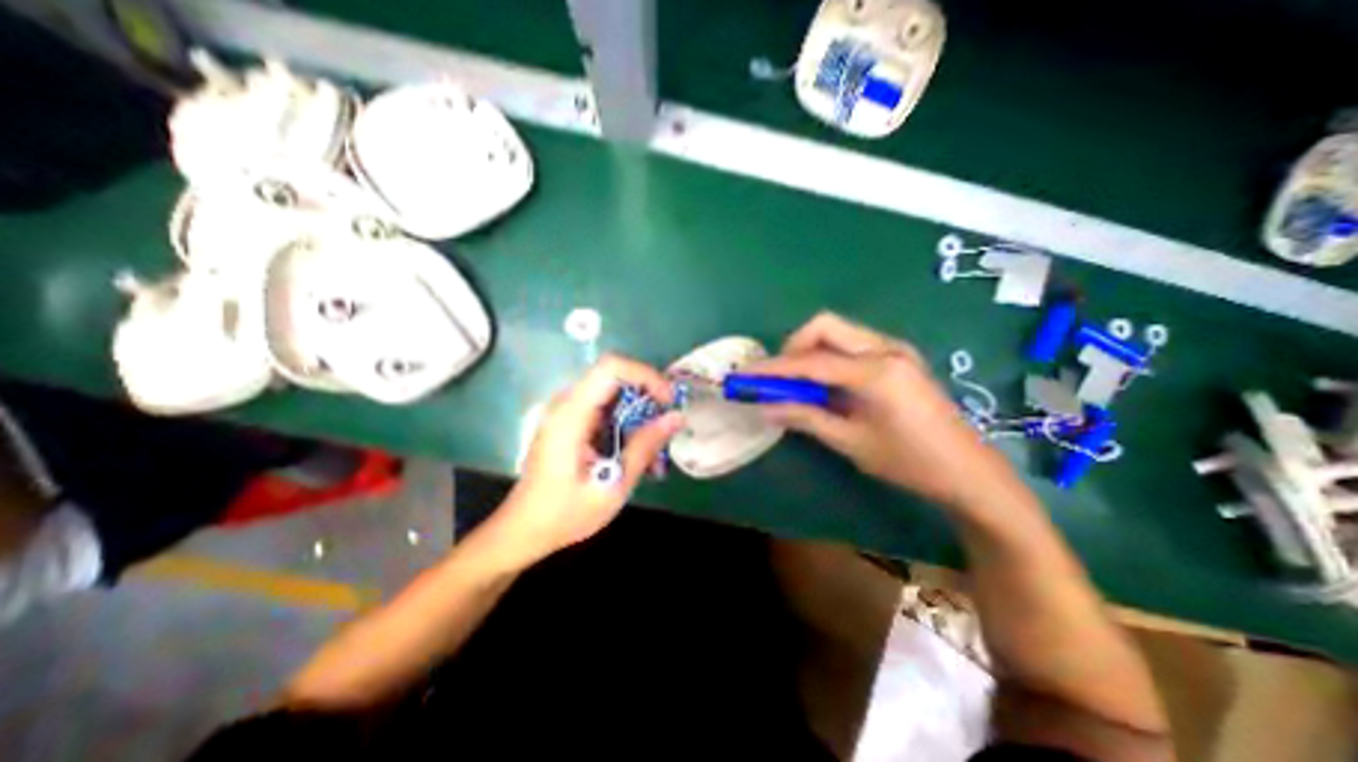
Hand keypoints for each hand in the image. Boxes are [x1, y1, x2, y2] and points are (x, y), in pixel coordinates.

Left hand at [493, 354, 685, 564]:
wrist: (524, 529)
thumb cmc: (564, 513)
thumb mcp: (613, 485)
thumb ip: (645, 447)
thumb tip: (676, 417)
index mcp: (571, 414)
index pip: (611, 367)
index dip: (645, 375)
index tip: (667, 401)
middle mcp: (567, 403)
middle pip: (616, 377)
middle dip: (648, 395)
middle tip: (667, 425)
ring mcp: (568, 410)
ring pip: (615, 393)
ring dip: (640, 412)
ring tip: (655, 447)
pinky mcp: (572, 420)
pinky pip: (607, 408)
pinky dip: (627, 423)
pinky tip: (636, 452)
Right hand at [754, 313, 1018, 509]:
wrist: (968, 470)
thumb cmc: (909, 462)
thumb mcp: (851, 442)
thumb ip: (806, 417)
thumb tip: (765, 407)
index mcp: (876, 372)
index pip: (811, 361)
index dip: (774, 368)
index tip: (746, 374)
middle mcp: (885, 348)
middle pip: (825, 326)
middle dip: (794, 347)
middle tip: (779, 377)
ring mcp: (895, 349)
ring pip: (839, 331)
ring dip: (811, 350)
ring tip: (799, 382)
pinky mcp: (898, 356)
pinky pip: (852, 344)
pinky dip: (829, 356)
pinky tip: (826, 383)